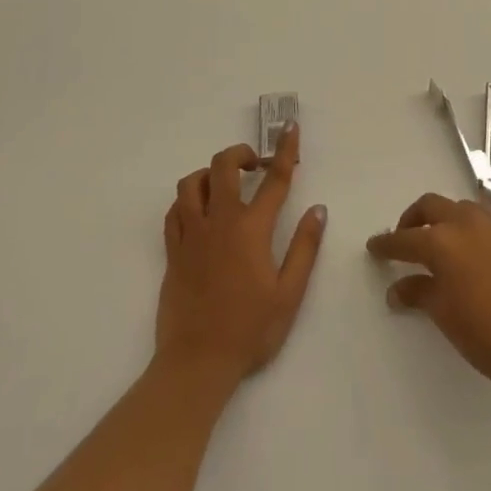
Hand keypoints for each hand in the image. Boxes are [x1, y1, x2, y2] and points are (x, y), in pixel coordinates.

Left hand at [157, 125, 326, 384]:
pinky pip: (174, 211)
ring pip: (191, 183)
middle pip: (223, 167)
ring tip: (226, 185)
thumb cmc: (251, 330)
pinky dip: (188, 200)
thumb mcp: (290, 293)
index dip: (285, 150)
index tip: (289, 127)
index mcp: (251, 229)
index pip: (274, 179)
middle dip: (241, 154)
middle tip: (256, 166)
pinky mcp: (172, 251)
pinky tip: (200, 210)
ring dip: (210, 173)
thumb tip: (318, 210)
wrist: (197, 363)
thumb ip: (304, 247)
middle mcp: (219, 222)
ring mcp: (191, 235)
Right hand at [366, 193, 490, 391]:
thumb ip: (419, 293)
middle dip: (413, 219)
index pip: (405, 238)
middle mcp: (468, 223)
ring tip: (442, 245)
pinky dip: (474, 232)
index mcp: (442, 242)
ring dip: (447, 220)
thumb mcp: (445, 315)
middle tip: (406, 239)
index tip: (374, 247)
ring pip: (463, 209)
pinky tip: (477, 256)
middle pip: (432, 206)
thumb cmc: (487, 334)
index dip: (386, 244)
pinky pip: (489, 224)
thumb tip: (398, 288)